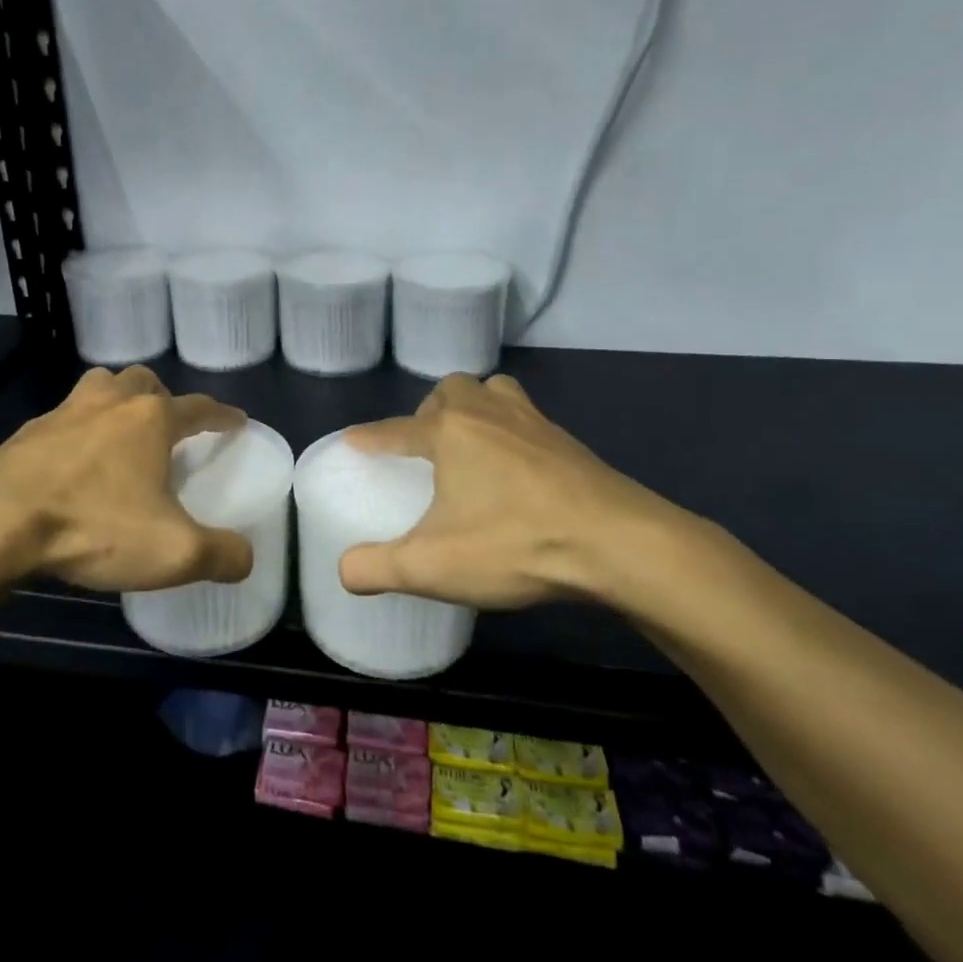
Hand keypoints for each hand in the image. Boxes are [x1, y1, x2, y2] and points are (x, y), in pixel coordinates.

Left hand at [0, 365, 255, 593]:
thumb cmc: (94, 526)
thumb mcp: (174, 552)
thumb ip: (221, 554)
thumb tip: (246, 558)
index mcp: (151, 420)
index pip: (198, 408)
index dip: (221, 415)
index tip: (235, 420)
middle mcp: (110, 404)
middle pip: (143, 381)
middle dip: (162, 398)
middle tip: (167, 426)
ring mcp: (63, 413)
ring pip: (99, 388)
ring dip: (116, 401)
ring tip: (119, 432)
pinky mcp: (26, 434)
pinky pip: (62, 418)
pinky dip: (77, 429)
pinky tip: (72, 461)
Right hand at [338, 373, 710, 609]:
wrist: (618, 543)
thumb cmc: (515, 544)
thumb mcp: (432, 567)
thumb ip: (377, 568)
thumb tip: (344, 571)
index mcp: (449, 432)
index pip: (395, 429)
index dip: (370, 437)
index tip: (353, 441)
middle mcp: (487, 412)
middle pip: (449, 390)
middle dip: (429, 411)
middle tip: (426, 448)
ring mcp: (533, 422)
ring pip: (494, 391)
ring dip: (474, 407)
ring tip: (470, 443)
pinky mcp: (568, 441)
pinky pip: (527, 417)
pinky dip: (510, 429)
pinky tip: (516, 467)